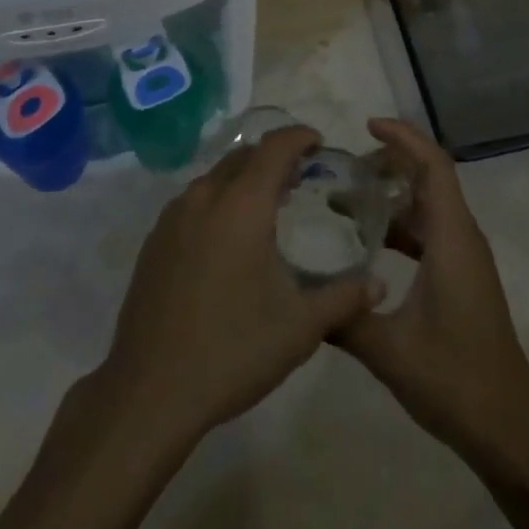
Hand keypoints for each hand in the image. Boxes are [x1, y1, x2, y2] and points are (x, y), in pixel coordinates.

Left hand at [92, 126, 376, 449]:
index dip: (299, 137)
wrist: (150, 391)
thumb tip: (379, 285)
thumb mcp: (300, 328)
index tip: (319, 143)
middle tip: (299, 178)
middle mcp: (205, 197)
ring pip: (215, 177)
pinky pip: (193, 201)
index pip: (275, 147)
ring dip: (244, 179)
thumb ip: (344, 299)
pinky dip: (218, 201)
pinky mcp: (154, 240)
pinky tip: (228, 239)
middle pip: (243, 156)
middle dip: (273, 157)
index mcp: (242, 204)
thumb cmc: (233, 350)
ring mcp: (173, 217)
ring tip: (266, 207)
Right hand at [336, 119, 528, 472]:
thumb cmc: (455, 380)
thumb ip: (344, 317)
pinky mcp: (462, 278)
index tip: (367, 126)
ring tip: (346, 201)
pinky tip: (368, 245)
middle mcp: (462, 238)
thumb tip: (302, 295)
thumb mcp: (389, 350)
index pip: (433, 166)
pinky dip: (401, 226)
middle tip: (344, 168)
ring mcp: (465, 259)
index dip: (403, 138)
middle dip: (390, 163)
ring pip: (429, 206)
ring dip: (393, 196)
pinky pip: (430, 233)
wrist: (509, 430)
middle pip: (430, 178)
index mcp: (452, 239)